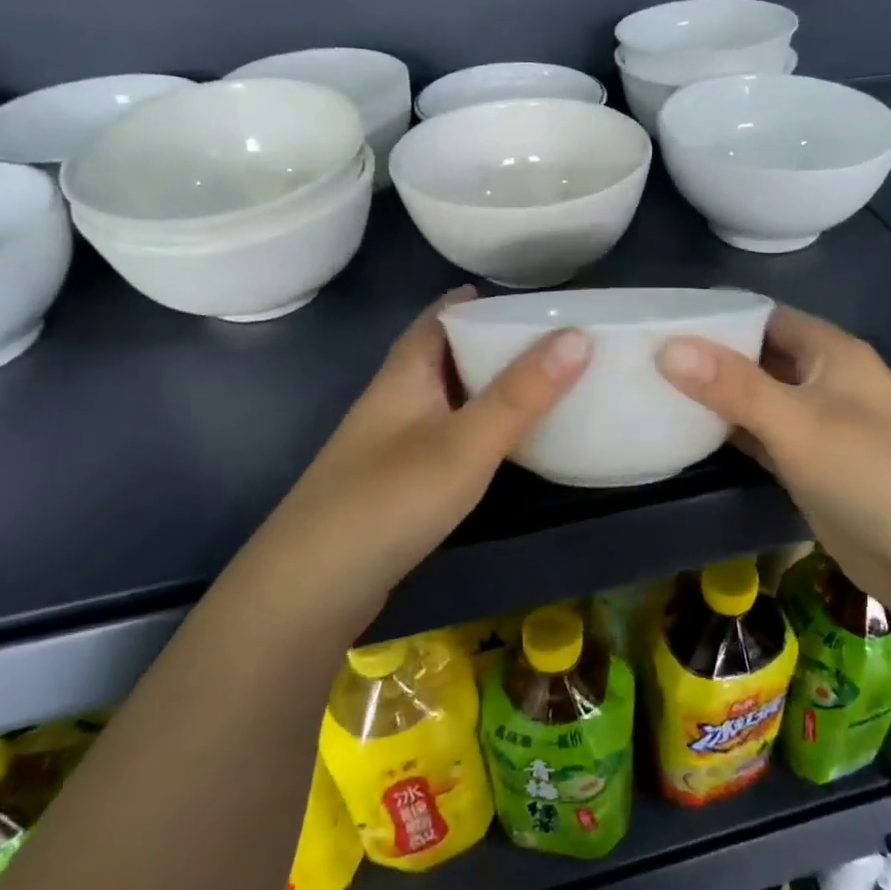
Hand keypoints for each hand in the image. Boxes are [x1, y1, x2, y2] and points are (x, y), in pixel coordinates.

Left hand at [251, 288, 590, 617]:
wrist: (311, 590)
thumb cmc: (389, 500)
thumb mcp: (465, 443)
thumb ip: (521, 394)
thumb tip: (579, 335)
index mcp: (405, 373)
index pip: (441, 315)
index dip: (482, 300)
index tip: (535, 299)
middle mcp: (396, 398)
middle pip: (447, 354)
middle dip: (494, 342)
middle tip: (555, 342)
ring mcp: (394, 443)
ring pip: (449, 397)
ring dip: (489, 385)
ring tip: (544, 384)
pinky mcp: (399, 481)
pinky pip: (448, 434)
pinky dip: (480, 426)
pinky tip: (507, 443)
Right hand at [658, 304, 890, 606]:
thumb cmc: (871, 473)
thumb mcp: (797, 423)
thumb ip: (732, 385)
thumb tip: (666, 347)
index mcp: (830, 352)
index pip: (764, 317)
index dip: (716, 318)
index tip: (660, 323)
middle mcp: (824, 381)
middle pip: (757, 357)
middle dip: (708, 359)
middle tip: (645, 359)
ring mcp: (817, 425)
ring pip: (756, 399)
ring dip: (715, 398)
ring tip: (651, 391)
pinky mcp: (808, 465)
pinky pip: (760, 437)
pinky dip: (729, 433)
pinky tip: (686, 433)